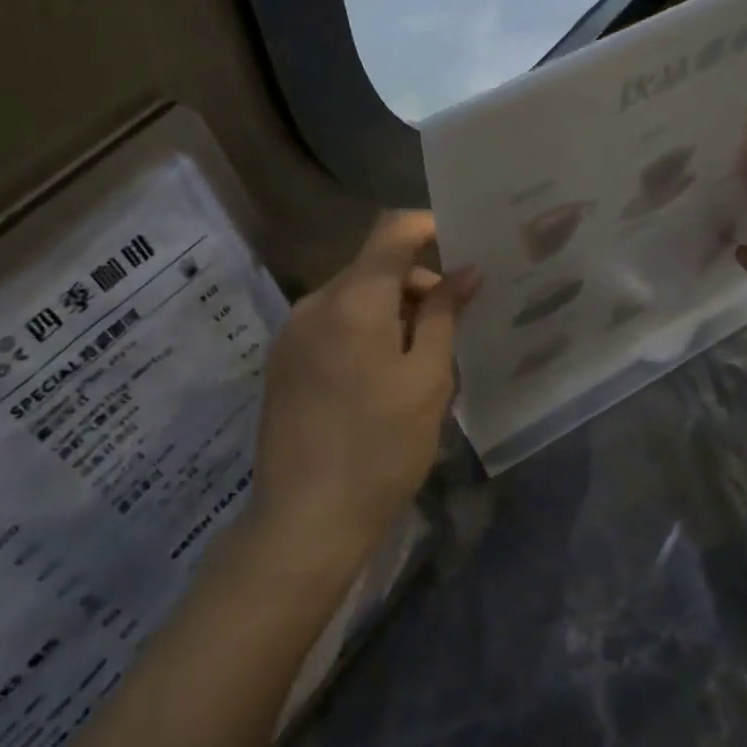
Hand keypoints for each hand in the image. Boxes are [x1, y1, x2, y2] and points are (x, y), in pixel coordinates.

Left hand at [249, 212, 479, 574]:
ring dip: (391, 309)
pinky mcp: (282, 361)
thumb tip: (465, 270)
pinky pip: (331, 323)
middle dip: (417, 281)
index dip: (429, 225)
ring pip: (352, 296)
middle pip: (373, 266)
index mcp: (353, 300)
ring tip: (422, 357)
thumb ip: (445, 315)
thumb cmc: (381, 448)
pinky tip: (382, 375)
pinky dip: (364, 329)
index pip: (392, 231)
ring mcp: (292, 332)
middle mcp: (315, 303)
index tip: (464, 243)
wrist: (305, 521)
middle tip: (455, 321)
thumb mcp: (428, 380)